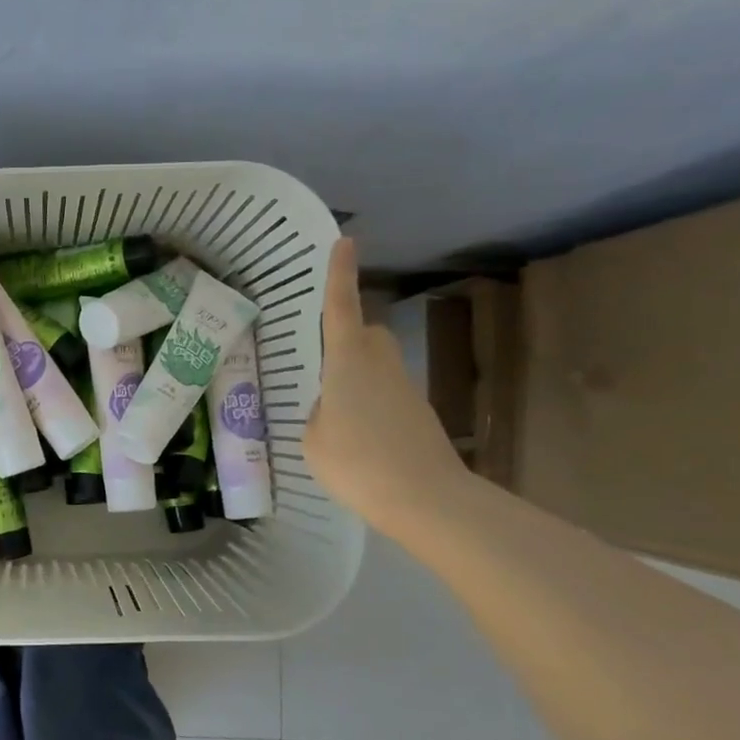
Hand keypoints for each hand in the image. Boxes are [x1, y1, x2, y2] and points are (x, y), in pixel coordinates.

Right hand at [304, 237, 471, 533]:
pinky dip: (371, 406)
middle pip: (366, 334)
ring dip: (357, 379)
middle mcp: (379, 363)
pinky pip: (386, 395)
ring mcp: (404, 388)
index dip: (340, 274)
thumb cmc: (357, 461)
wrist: (425, 498)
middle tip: (324, 368)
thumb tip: (332, 407)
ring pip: (377, 366)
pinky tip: (360, 442)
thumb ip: (319, 413)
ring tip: (336, 419)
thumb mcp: (314, 439)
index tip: (345, 241)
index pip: (341, 307)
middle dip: (348, 339)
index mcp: (347, 360)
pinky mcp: (419, 413)